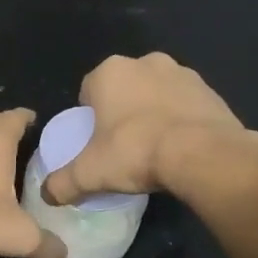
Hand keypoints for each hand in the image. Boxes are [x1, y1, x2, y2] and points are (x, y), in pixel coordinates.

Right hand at [42, 53, 253, 204]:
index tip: (96, 141)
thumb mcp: (90, 173)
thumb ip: (63, 183)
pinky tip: (181, 146)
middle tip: (124, 144)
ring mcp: (182, 73)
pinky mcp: (210, 90)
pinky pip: (186, 104)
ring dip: (153, 111)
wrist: (203, 154)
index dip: (90, 115)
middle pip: (124, 88)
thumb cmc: (136, 152)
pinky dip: (181, 119)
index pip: (89, 89)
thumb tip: (47, 195)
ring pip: (156, 92)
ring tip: (155, 147)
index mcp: (111, 72)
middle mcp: (145, 62)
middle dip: (122, 110)